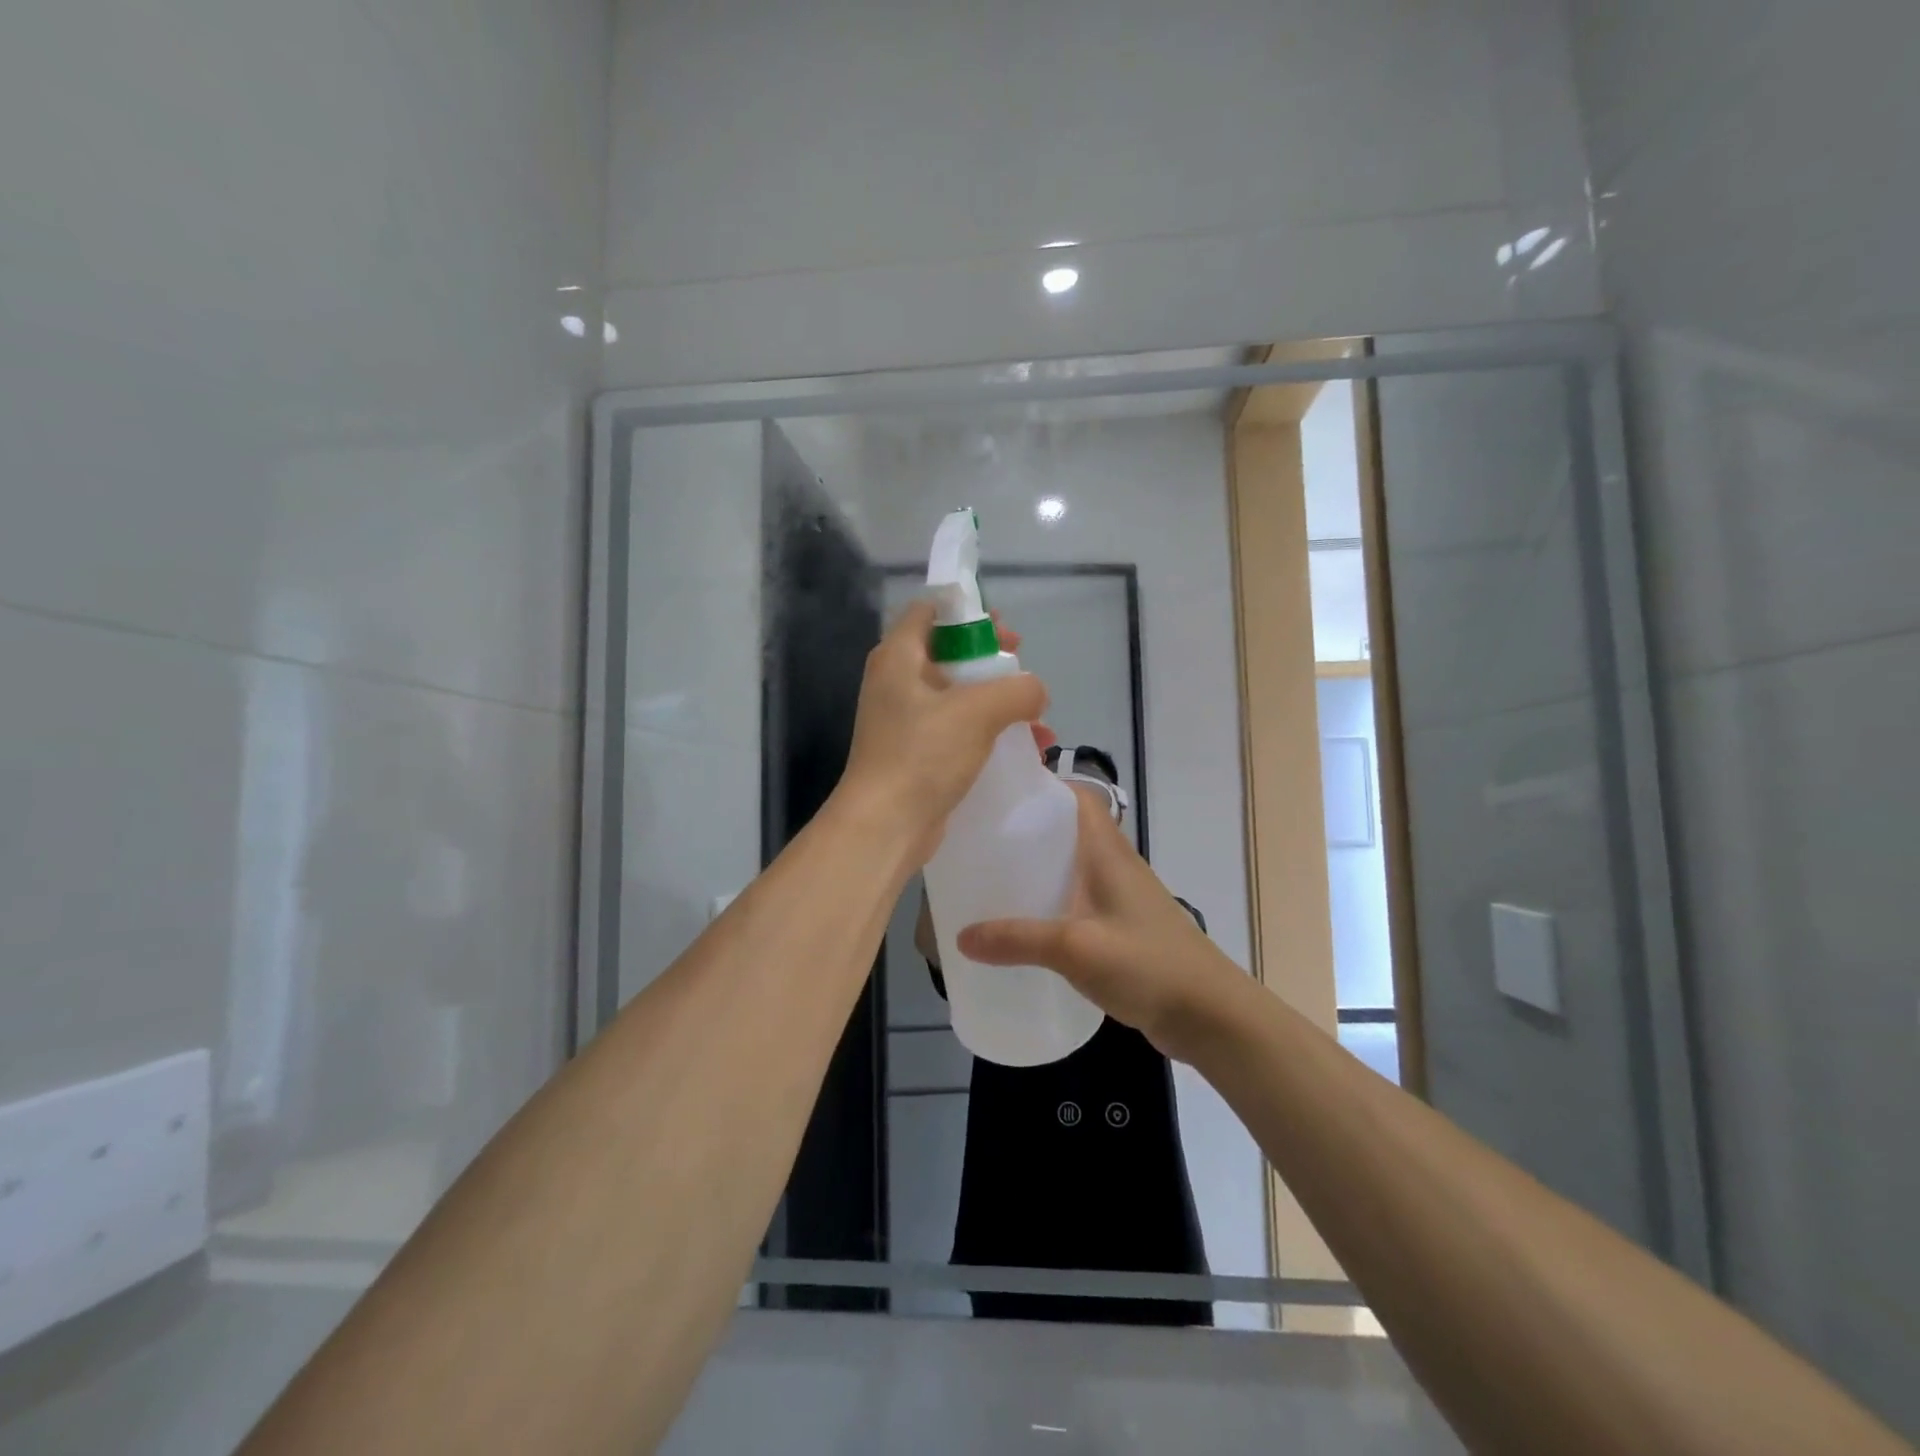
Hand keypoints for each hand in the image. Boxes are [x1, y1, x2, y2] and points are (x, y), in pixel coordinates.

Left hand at [834, 598, 1047, 865]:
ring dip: (998, 702)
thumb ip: (1017, 690)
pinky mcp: (916, 753)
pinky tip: (1026, 750)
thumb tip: (1035, 692)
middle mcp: (897, 682)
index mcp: (899, 657)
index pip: (930, 611)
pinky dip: (989, 733)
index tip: (1003, 630)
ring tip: (1037, 717)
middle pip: (949, 653)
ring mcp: (905, 720)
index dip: (968, 613)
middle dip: (992, 661)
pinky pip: (958, 730)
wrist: (886, 824)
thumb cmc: (923, 754)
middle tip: (1022, 670)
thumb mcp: (978, 711)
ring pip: (958, 695)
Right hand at [956, 789, 1247, 1062]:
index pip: (1079, 797)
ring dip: (1037, 870)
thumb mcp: (1075, 948)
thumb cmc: (1147, 964)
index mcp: (1108, 851)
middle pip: (1068, 831)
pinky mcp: (1120, 929)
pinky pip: (1076, 903)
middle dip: (1027, 831)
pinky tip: (1023, 928)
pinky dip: (1050, 905)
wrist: (1209, 1015)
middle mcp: (1114, 865)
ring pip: (1071, 869)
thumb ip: (1018, 940)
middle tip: (980, 841)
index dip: (1043, 787)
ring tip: (990, 880)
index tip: (998, 795)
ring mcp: (1120, 898)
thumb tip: (961, 937)